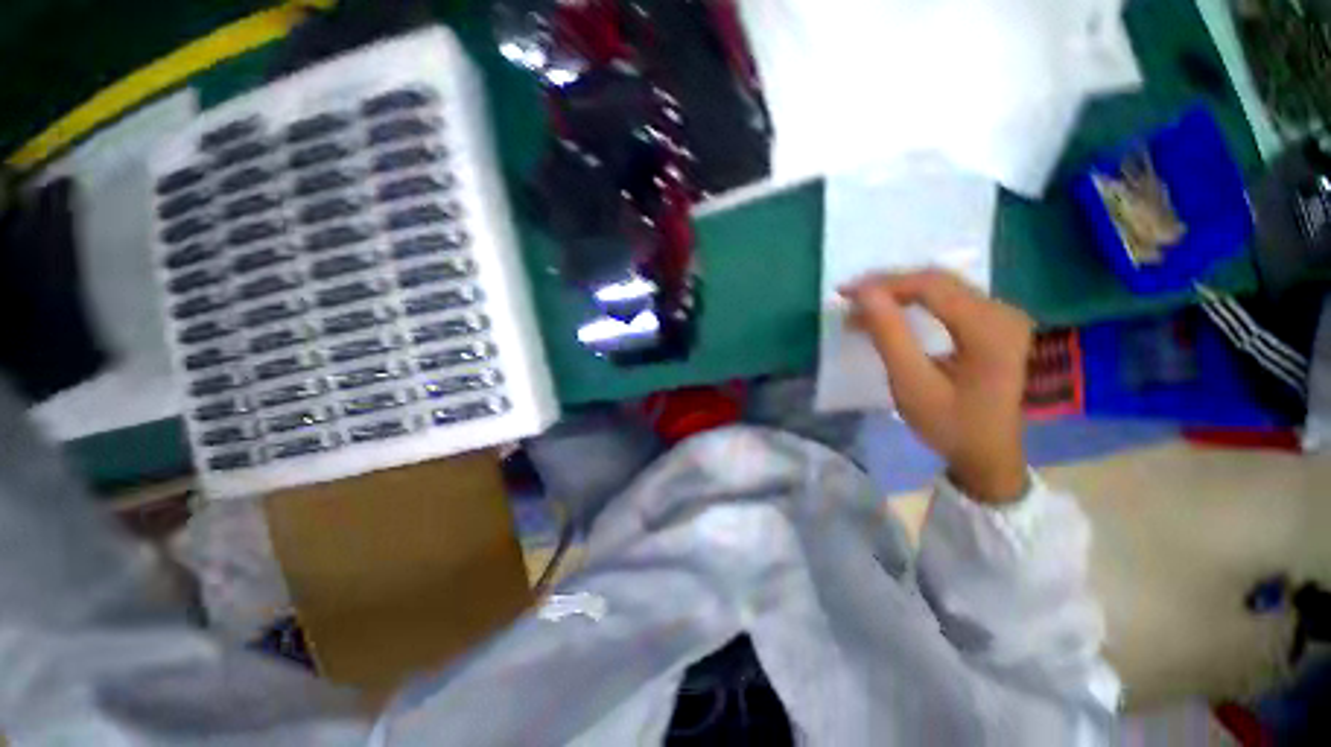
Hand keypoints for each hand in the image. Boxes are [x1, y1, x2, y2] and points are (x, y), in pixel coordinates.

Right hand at [840, 270, 1032, 503]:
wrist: (989, 454)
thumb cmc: (949, 424)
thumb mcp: (911, 383)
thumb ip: (889, 335)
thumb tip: (865, 293)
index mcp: (989, 327)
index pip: (931, 285)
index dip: (884, 284)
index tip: (845, 294)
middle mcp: (1003, 311)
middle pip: (938, 280)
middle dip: (888, 286)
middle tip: (850, 299)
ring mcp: (1002, 315)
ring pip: (942, 287)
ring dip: (898, 293)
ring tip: (863, 307)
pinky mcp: (995, 323)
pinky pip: (949, 299)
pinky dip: (914, 302)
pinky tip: (892, 313)